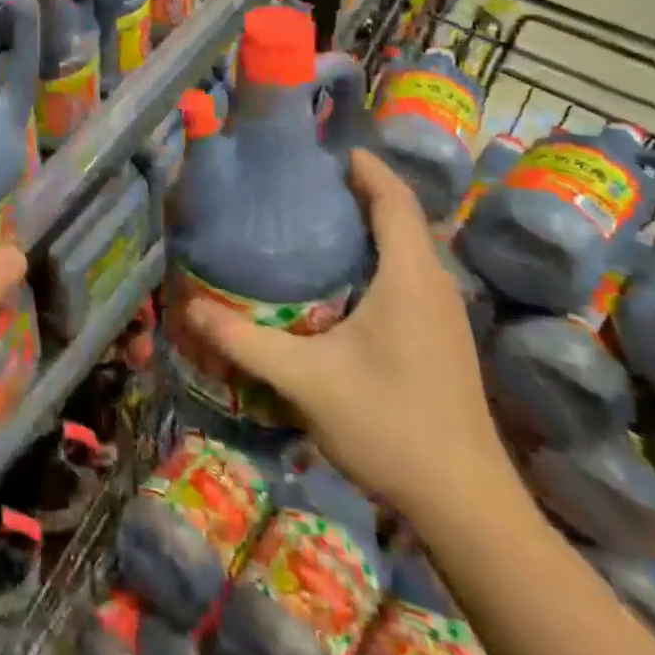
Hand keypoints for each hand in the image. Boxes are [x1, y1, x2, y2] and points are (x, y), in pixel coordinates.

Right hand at [181, 148, 512, 522]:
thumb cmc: (389, 426)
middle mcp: (433, 284)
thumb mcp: (305, 380)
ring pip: (406, 246)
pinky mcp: (441, 337)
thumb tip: (188, 306)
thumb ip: (243, 340)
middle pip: (400, 215)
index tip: (320, 148)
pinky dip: (375, 254)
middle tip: (298, 181)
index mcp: (409, 277)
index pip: (393, 198)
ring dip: (367, 222)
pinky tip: (337, 277)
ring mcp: (443, 313)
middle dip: (355, 189)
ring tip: (310, 218)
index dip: (363, 165)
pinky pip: (408, 272)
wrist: (466, 506)